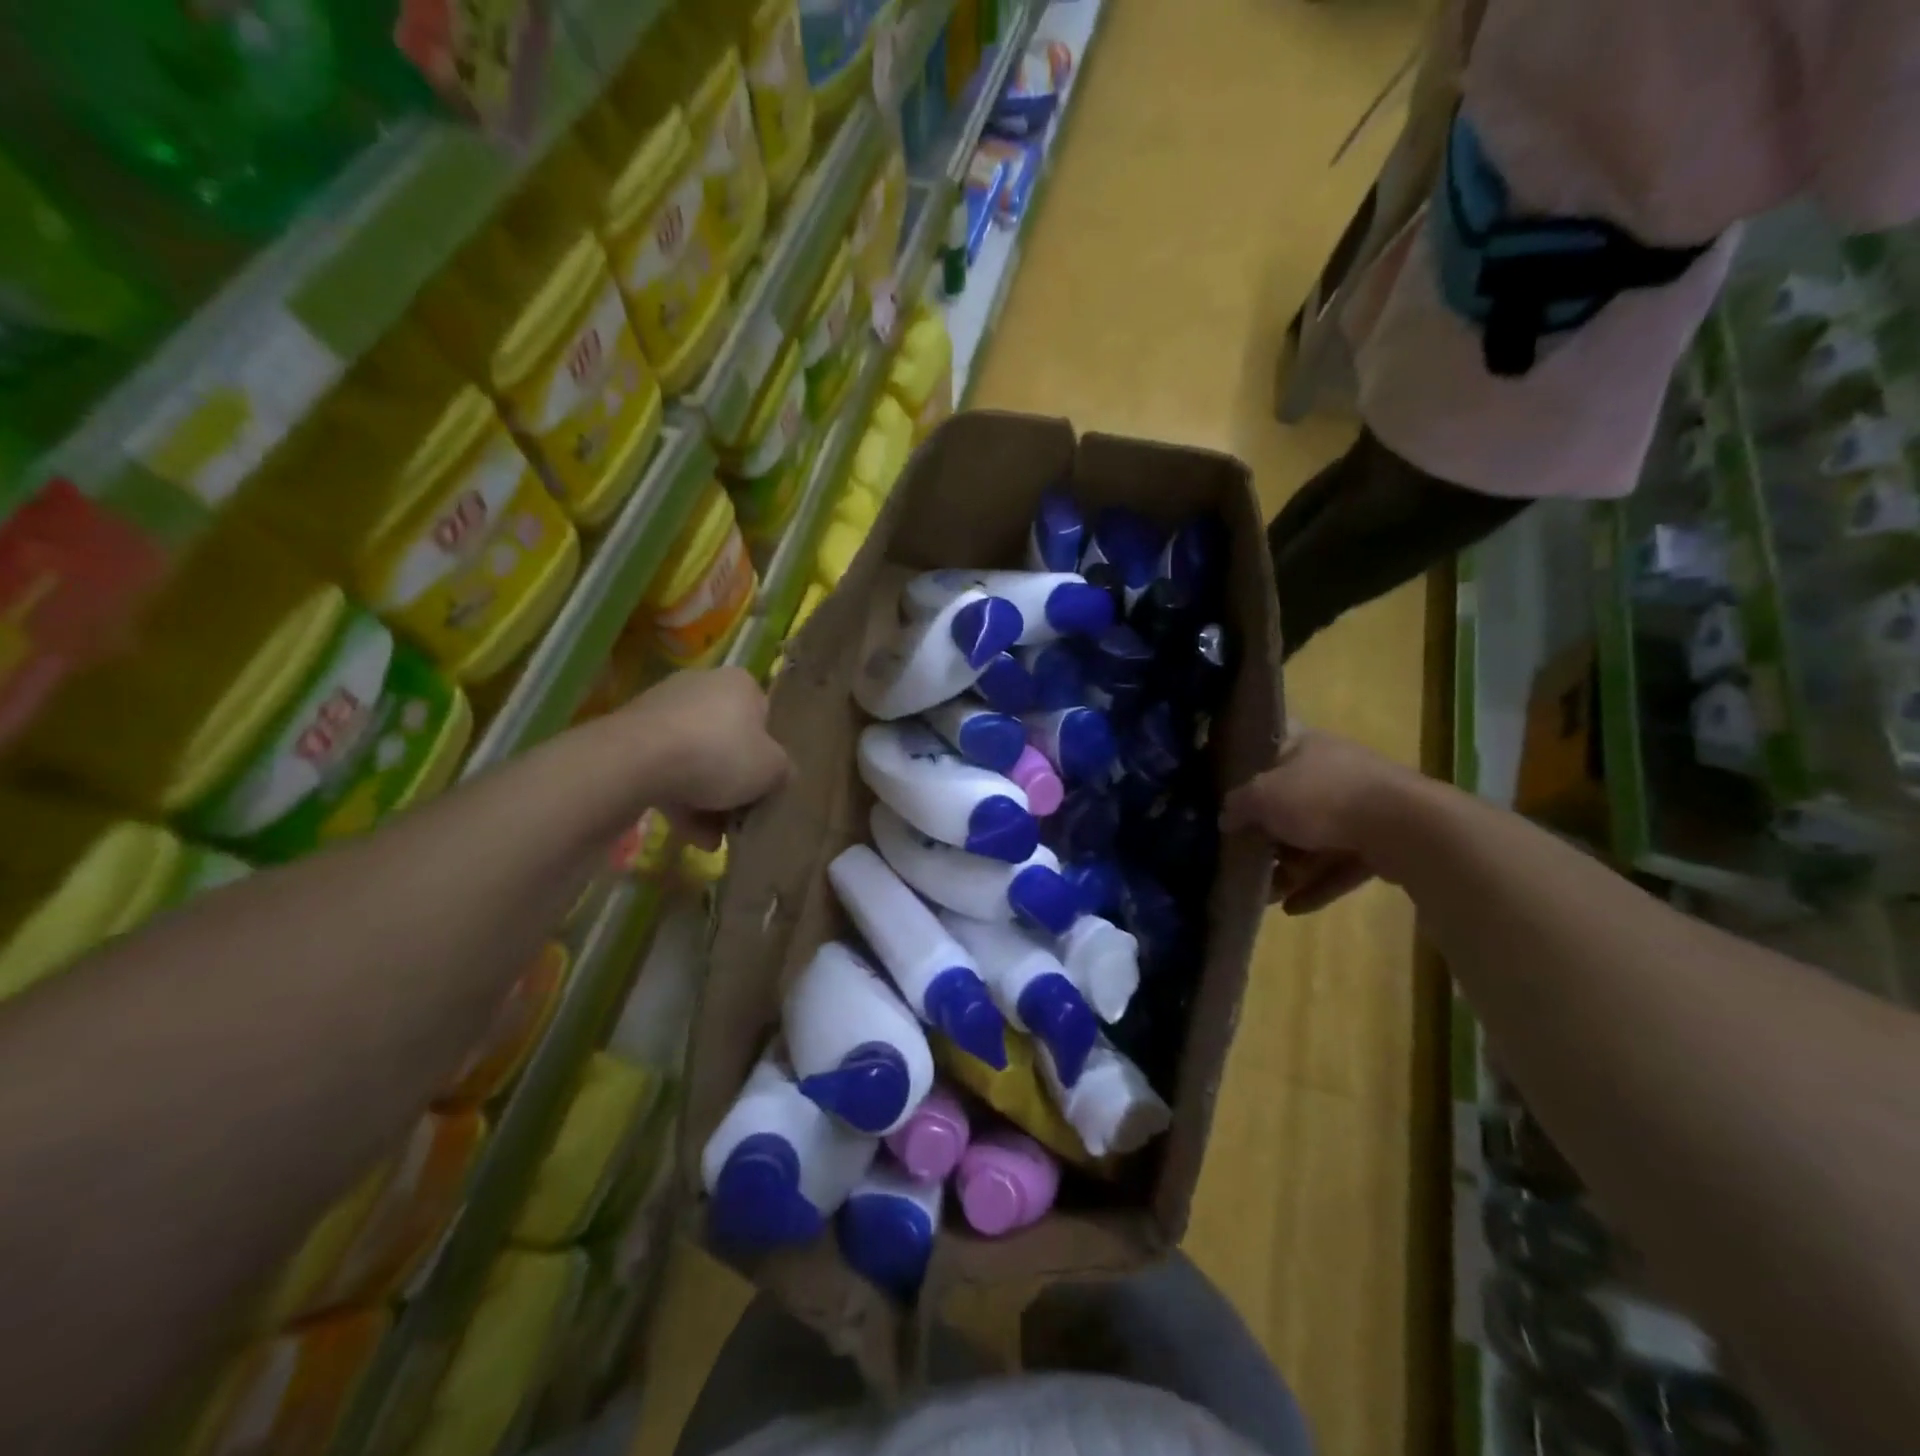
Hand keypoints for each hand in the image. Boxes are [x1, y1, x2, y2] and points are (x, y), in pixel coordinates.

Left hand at [619, 669, 790, 833]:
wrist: (638, 761)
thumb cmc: (720, 754)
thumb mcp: (772, 769)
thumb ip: (783, 770)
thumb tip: (780, 774)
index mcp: (739, 684)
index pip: (763, 717)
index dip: (767, 754)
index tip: (764, 784)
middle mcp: (701, 685)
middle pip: (727, 741)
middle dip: (733, 783)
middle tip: (739, 816)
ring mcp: (662, 709)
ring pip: (695, 758)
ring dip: (706, 799)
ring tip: (712, 839)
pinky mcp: (631, 735)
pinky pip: (665, 768)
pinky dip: (678, 798)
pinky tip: (688, 834)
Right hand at [1220, 731, 1425, 912]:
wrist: (1404, 827)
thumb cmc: (1322, 798)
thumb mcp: (1262, 797)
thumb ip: (1237, 805)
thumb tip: (1225, 818)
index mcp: (1305, 746)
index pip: (1269, 746)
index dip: (1246, 764)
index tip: (1224, 789)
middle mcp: (1333, 770)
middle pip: (1289, 800)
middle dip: (1266, 833)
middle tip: (1242, 856)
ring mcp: (1360, 806)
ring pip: (1315, 837)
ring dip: (1291, 867)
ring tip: (1266, 894)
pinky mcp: (1381, 842)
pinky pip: (1340, 864)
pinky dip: (1317, 885)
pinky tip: (1293, 909)